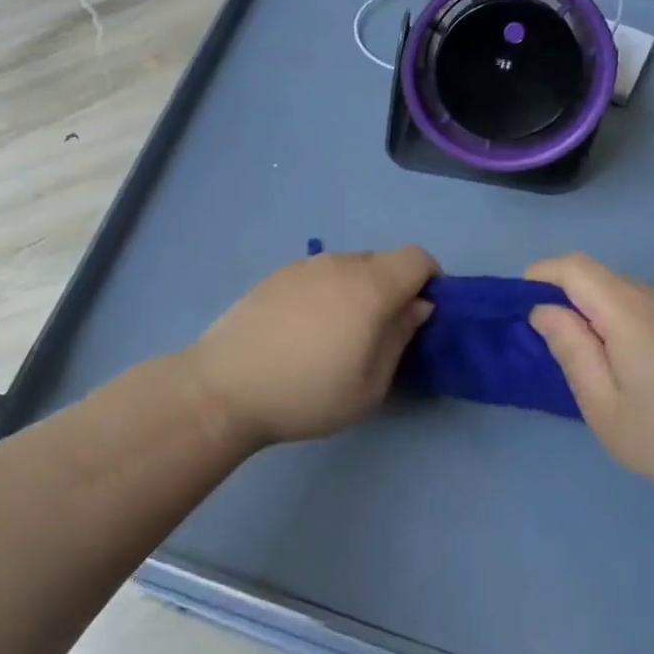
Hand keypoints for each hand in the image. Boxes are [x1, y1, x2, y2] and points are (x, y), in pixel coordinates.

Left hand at [187, 246, 436, 447]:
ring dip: (357, 290)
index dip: (429, 281)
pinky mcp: (276, 275)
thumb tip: (417, 306)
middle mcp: (339, 263)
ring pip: (348, 266)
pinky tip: (302, 330)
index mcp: (370, 286)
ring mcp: (303, 265)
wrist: (224, 387)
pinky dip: (326, 292)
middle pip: (383, 261)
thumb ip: (400, 338)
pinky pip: (318, 274)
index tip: (420, 316)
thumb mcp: (370, 385)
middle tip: (378, 334)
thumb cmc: (307, 394)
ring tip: (335, 335)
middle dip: (393, 289)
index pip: (417, 258)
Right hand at [526, 253, 653, 498]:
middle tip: (555, 348)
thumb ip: (570, 349)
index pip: (574, 267)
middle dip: (567, 300)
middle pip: (599, 279)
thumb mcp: (603, 404)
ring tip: (596, 366)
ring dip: (598, 315)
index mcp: (628, 308)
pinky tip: (634, 370)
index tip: (522, 306)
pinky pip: (648, 310)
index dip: (541, 276)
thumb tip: (545, 311)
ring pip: (624, 295)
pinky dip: (625, 324)